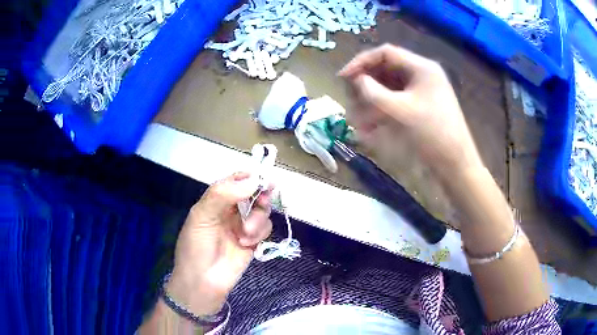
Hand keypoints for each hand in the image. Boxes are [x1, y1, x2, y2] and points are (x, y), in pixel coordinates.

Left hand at [167, 172, 272, 315]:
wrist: (202, 282)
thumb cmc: (196, 247)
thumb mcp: (201, 216)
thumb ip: (223, 194)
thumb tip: (253, 180)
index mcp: (216, 201)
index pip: (235, 181)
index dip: (249, 177)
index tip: (262, 178)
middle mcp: (231, 210)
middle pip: (253, 193)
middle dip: (260, 195)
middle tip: (264, 199)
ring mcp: (243, 226)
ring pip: (262, 211)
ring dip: (257, 219)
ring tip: (245, 233)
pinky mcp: (253, 241)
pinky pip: (265, 228)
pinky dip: (258, 233)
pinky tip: (245, 243)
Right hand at [338, 44, 482, 179]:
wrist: (455, 164)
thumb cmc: (432, 134)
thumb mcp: (400, 111)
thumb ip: (374, 92)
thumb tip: (357, 80)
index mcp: (421, 68)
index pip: (385, 53)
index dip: (361, 62)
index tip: (343, 77)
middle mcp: (422, 74)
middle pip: (386, 70)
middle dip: (366, 85)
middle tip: (350, 100)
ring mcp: (422, 91)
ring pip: (389, 88)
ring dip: (371, 101)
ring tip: (357, 120)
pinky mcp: (421, 106)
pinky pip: (396, 102)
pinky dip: (382, 111)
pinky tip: (369, 127)